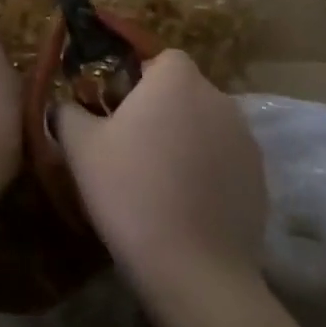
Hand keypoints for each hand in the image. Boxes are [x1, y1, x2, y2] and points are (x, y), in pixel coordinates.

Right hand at [57, 51, 264, 322]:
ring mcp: (245, 139)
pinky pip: (223, 159)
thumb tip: (66, 105)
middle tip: (128, 145)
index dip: (135, 78)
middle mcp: (218, 98)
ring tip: (157, 179)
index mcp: (176, 79)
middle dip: (159, 109)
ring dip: (183, 139)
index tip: (114, 108)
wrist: (193, 269)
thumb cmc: (130, 192)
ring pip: (204, 125)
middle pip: (183, 90)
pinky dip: (205, 170)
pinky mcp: (259, 177)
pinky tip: (184, 204)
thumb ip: (68, 112)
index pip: (158, 57)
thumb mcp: (80, 148)